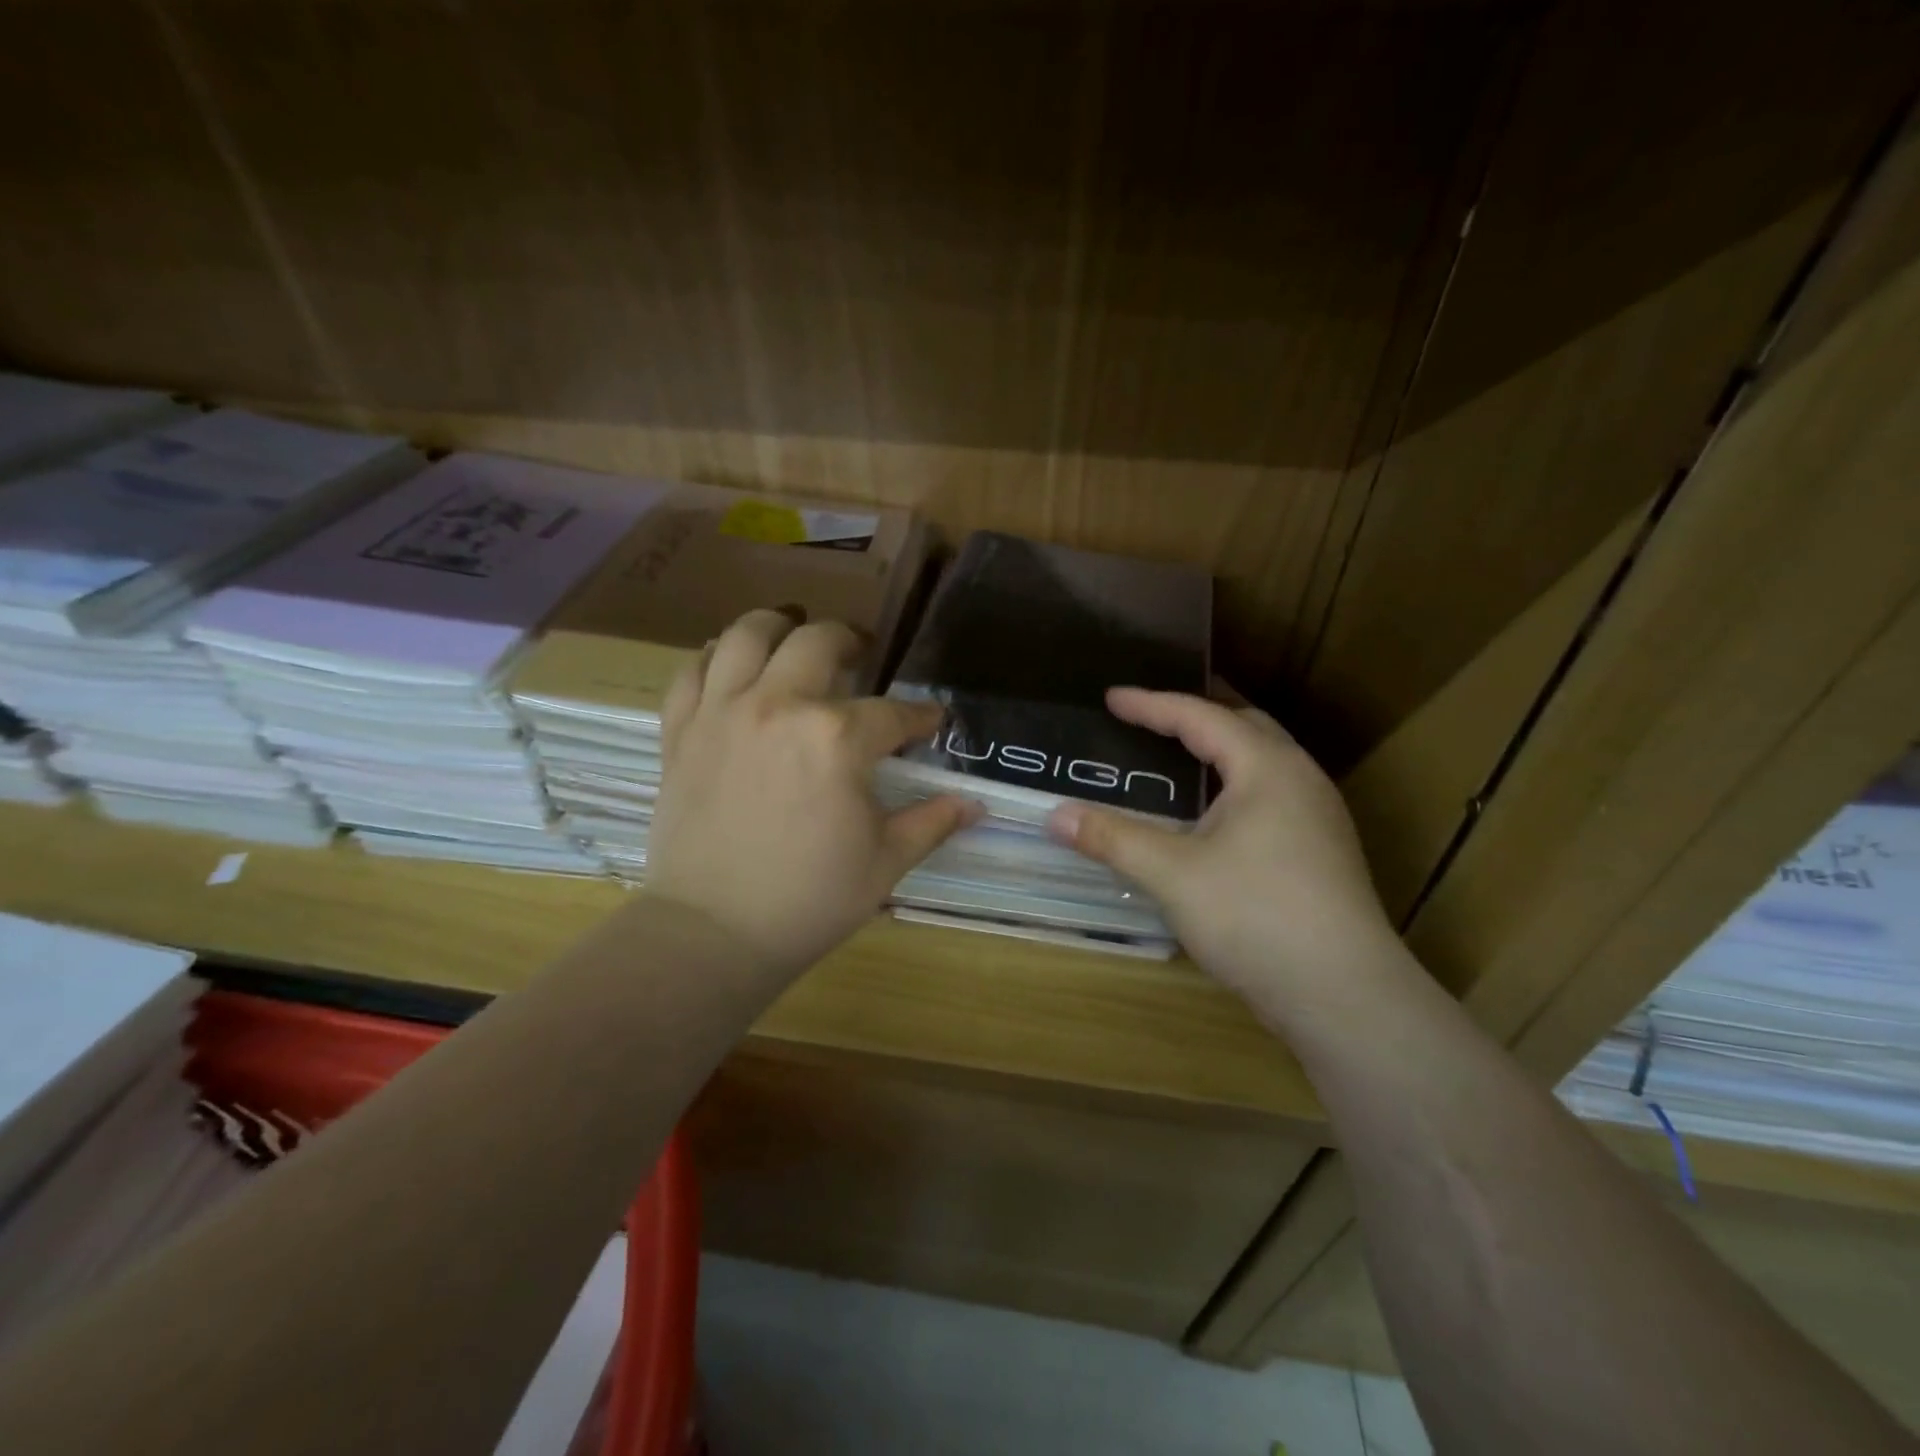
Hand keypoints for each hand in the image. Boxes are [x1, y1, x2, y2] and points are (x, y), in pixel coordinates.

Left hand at [645, 608, 979, 979]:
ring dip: (778, 625)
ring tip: (793, 631)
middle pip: (820, 642)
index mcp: (837, 738)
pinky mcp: (681, 730)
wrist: (713, 932)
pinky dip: (714, 658)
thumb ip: (932, 822)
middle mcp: (779, 706)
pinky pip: (691, 671)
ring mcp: (722, 712)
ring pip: (748, 634)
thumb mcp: (885, 863)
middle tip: (861, 653)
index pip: (894, 713)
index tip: (932, 720)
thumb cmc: (809, 900)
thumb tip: (976, 804)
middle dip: (850, 641)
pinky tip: (731, 665)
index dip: (921, 716)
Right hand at [1047, 688, 1397, 1002]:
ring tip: (1178, 756)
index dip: (1151, 704)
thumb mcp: (1173, 874)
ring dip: (1219, 750)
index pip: (1201, 717)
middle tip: (1151, 716)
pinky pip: (1270, 794)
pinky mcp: (1320, 852)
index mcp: (1266, 767)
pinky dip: (1233, 784)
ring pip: (1262, 762)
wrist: (1344, 995)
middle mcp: (1299, 779)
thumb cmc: (1256, 916)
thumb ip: (1113, 838)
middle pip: (1244, 726)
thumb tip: (1054, 815)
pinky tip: (1212, 815)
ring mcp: (1317, 817)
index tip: (1111, 697)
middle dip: (1195, 715)